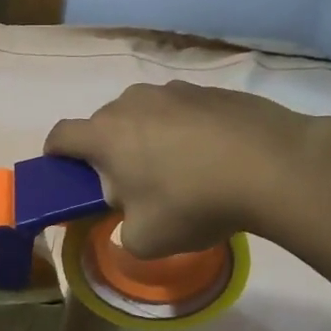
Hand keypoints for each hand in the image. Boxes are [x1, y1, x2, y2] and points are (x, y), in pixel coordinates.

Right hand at [45, 82, 313, 257]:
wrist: (274, 166)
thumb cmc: (194, 203)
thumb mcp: (147, 240)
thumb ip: (124, 232)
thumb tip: (131, 219)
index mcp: (106, 135)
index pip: (61, 135)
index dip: (55, 154)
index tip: (64, 172)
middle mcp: (132, 102)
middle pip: (105, 124)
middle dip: (108, 151)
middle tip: (131, 185)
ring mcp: (174, 90)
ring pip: (145, 114)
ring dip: (148, 137)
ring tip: (179, 170)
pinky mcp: (212, 90)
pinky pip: (183, 111)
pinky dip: (186, 131)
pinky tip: (213, 158)